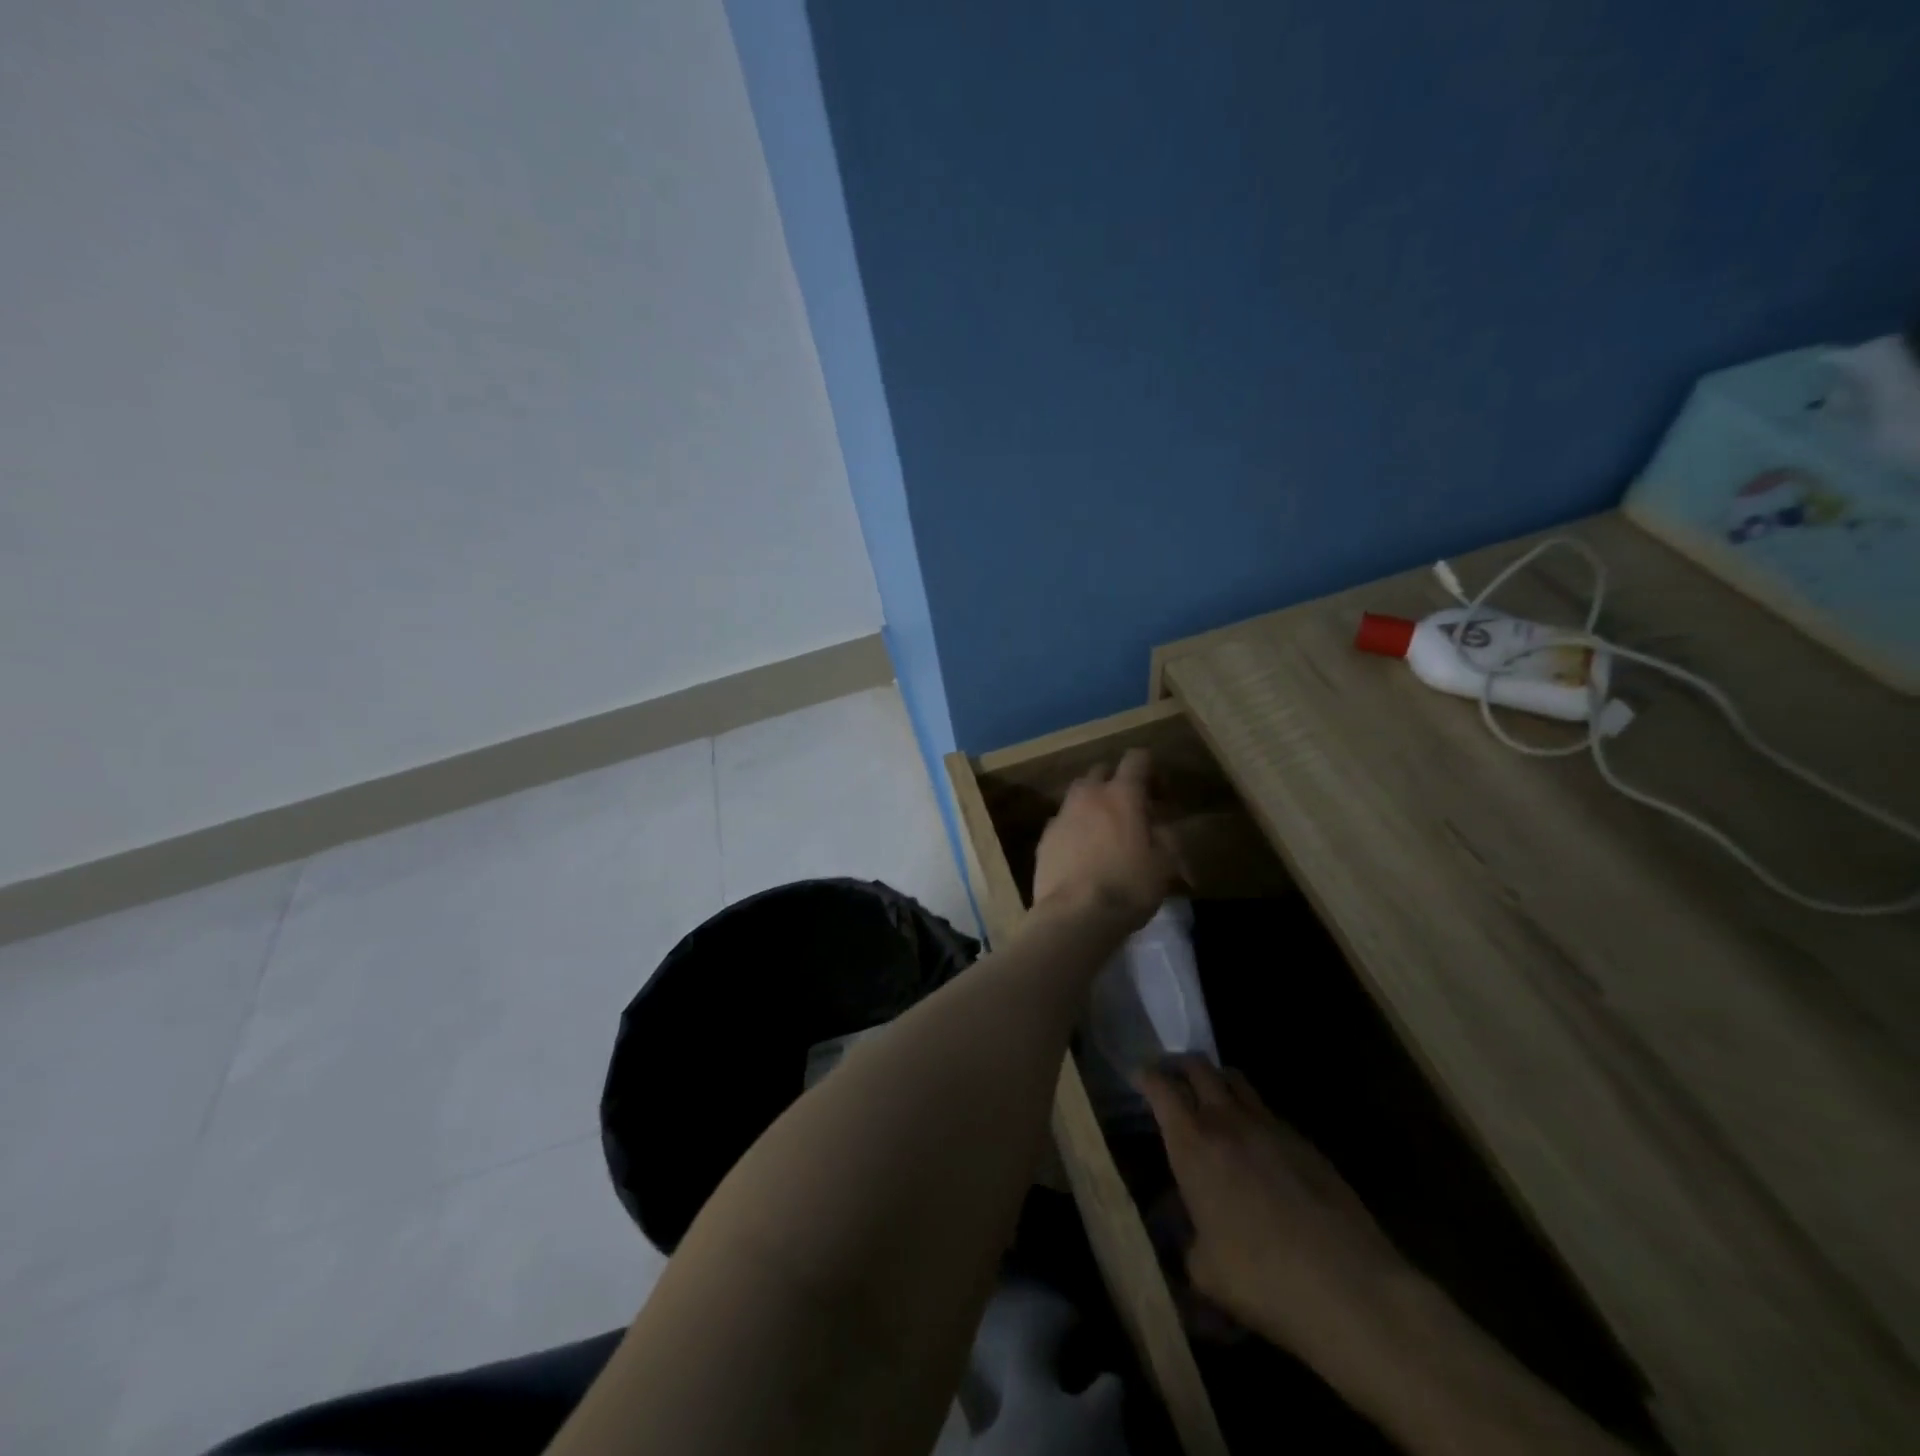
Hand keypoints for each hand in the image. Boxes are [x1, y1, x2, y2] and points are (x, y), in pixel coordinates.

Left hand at [1030, 749, 1176, 929]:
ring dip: (1093, 803)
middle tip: (1131, 810)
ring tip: (1105, 830)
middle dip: (1117, 783)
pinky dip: (1075, 827)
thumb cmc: (1128, 887)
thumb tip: (1159, 826)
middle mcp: (1088, 795)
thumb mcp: (1165, 864)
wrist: (1075, 915)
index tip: (1160, 794)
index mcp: (1121, 795)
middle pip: (1101, 771)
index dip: (1150, 770)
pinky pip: (1063, 821)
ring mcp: (1061, 815)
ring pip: (1078, 794)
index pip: (1136, 759)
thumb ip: (1166, 836)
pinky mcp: (1045, 838)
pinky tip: (1082, 851)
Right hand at [1140, 1058, 1412, 1371]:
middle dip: (1181, 1067)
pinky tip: (1257, 1146)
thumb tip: (1186, 1229)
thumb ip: (1186, 1239)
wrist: (1349, 1288)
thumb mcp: (1204, 1270)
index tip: (1139, 1079)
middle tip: (1173, 1081)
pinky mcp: (1306, 1142)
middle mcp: (1227, 1120)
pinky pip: (1269, 1112)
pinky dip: (1252, 1114)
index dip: (1146, 1077)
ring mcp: (1271, 1126)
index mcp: (1193, 1143)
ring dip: (1218, 1082)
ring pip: (1237, 1080)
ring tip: (1213, 1103)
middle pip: (1199, 1067)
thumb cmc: (1261, 1278)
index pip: (1161, 1087)